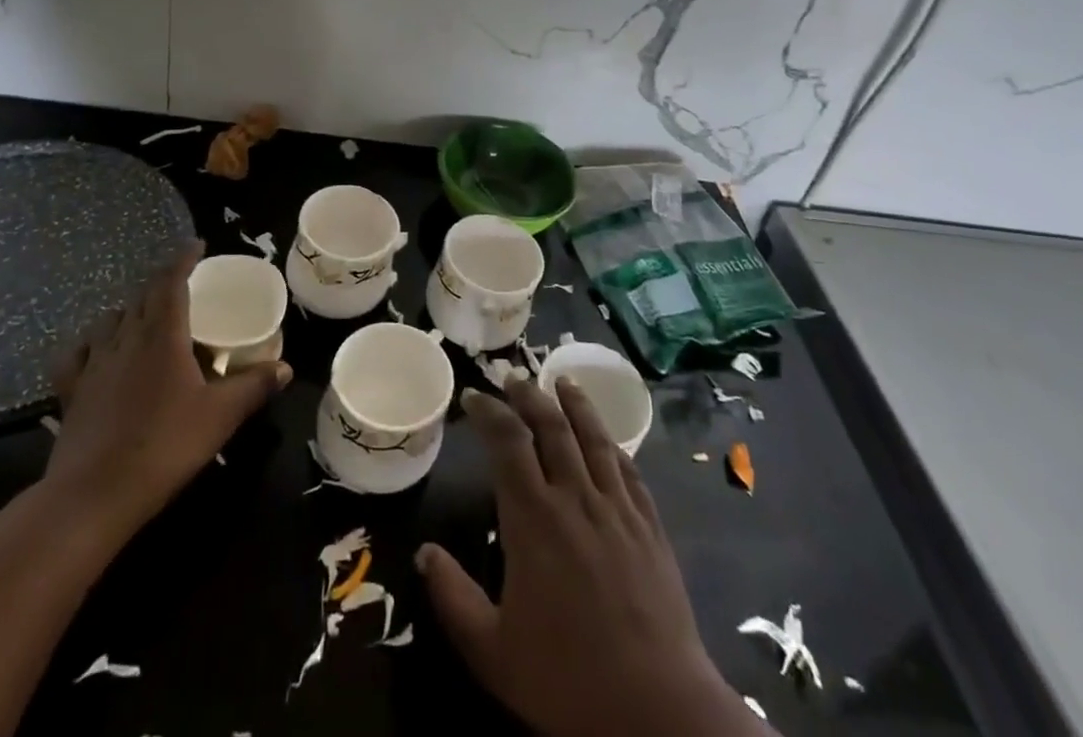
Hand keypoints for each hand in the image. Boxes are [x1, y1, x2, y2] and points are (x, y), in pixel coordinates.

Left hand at [44, 243, 290, 547]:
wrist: (93, 495)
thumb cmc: (164, 446)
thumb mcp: (221, 416)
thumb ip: (254, 386)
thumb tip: (286, 368)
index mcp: (162, 335)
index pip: (171, 281)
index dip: (183, 259)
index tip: (196, 245)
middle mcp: (126, 338)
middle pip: (142, 295)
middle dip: (161, 281)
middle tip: (182, 282)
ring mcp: (94, 364)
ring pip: (110, 319)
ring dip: (130, 308)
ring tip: (145, 314)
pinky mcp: (72, 390)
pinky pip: (78, 353)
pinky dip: (91, 342)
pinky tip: (97, 350)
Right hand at [417, 382, 766, 736]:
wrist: (658, 709)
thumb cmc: (567, 680)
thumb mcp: (493, 651)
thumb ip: (454, 597)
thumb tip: (423, 552)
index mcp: (533, 518)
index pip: (507, 441)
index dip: (488, 411)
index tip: (472, 396)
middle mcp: (575, 497)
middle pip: (551, 426)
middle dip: (528, 395)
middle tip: (512, 378)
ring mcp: (617, 507)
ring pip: (594, 437)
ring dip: (575, 403)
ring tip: (562, 380)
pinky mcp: (650, 525)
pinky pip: (629, 469)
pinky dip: (613, 444)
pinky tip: (608, 438)